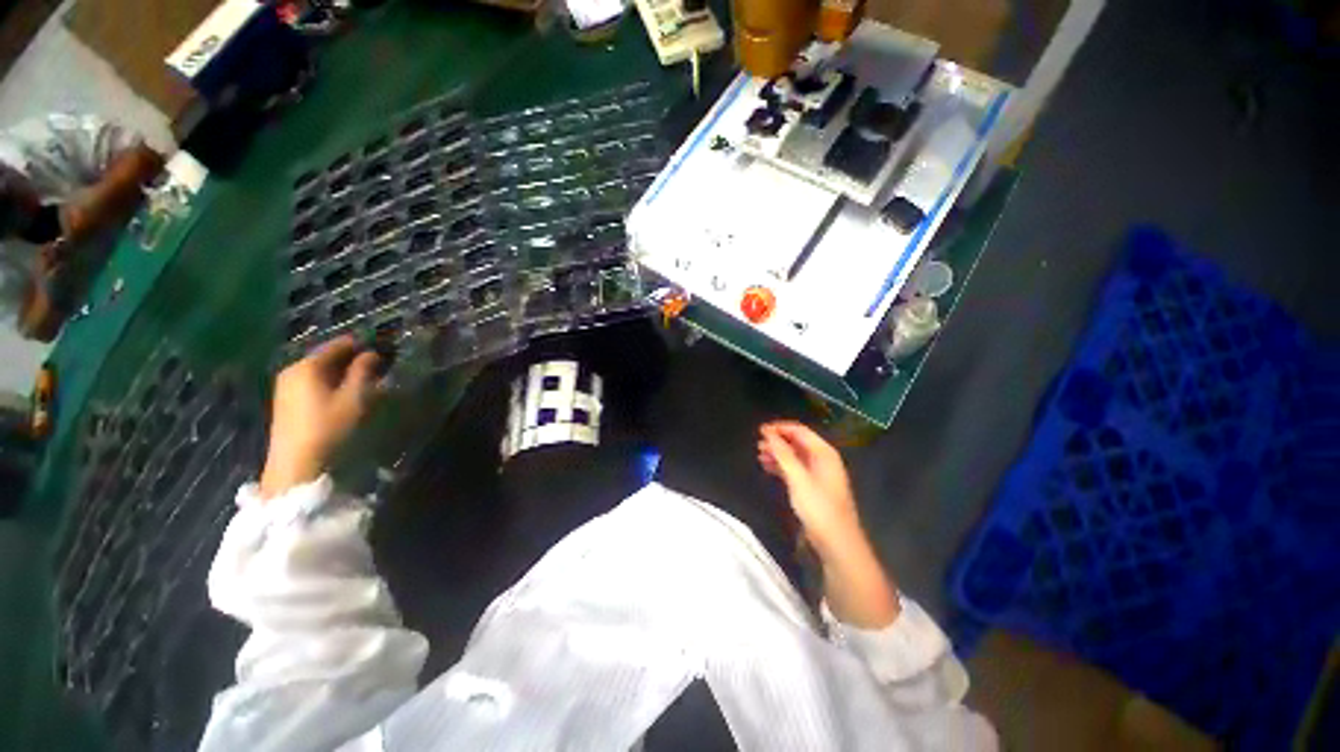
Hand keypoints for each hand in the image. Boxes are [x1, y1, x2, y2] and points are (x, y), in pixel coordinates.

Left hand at [259, 336, 383, 499]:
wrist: (296, 464)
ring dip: (344, 372)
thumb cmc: (329, 427)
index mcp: (308, 365)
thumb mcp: (354, 398)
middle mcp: (293, 370)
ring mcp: (287, 386)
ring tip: (367, 381)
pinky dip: (332, 382)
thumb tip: (372, 353)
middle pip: (328, 356)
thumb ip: (364, 371)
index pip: (339, 345)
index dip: (363, 345)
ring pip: (321, 370)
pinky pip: (314, 382)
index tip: (384, 350)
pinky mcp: (287, 401)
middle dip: (353, 359)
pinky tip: (346, 393)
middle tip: (379, 367)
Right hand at [757, 420, 862, 555]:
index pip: (800, 430)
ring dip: (777, 454)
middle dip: (777, 441)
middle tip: (758, 444)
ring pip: (794, 456)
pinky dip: (781, 466)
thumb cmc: (819, 507)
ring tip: (759, 455)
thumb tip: (768, 433)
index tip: (760, 430)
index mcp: (824, 452)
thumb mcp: (798, 478)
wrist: (837, 542)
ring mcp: (818, 473)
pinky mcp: (813, 486)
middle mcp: (822, 459)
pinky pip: (795, 469)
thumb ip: (783, 454)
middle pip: (797, 442)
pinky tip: (768, 468)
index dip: (779, 428)